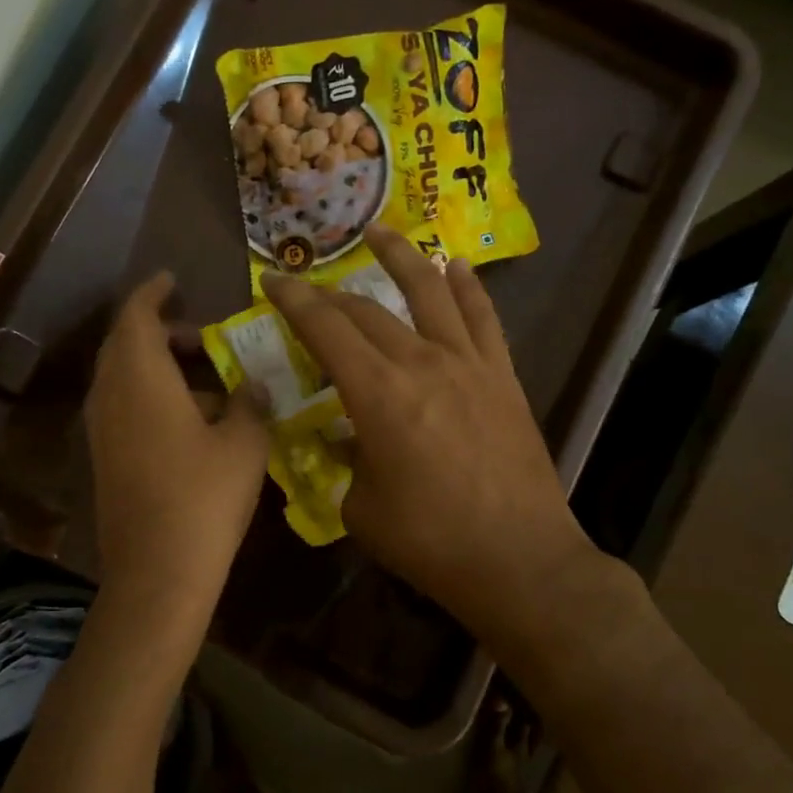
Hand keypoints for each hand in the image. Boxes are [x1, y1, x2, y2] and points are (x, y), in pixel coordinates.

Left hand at [85, 272, 269, 603]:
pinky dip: (150, 395)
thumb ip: (249, 403)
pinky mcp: (105, 458)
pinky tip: (191, 420)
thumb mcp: (244, 444)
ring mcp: (102, 430)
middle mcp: (110, 395)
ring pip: (123, 377)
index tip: (173, 280)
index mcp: (140, 378)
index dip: (154, 293)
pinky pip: (123, 407)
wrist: (158, 572)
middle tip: (202, 336)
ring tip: (206, 379)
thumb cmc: (204, 498)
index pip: (136, 315)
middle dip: (159, 330)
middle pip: (124, 344)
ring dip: (157, 366)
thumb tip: (250, 385)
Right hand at [261, 226, 614, 648]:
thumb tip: (344, 437)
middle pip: (368, 310)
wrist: (519, 559)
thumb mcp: (361, 509)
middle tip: (309, 289)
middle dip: (331, 294)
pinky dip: (467, 288)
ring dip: (401, 257)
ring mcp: (468, 364)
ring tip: (379, 232)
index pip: (325, 330)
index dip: (294, 301)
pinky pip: (483, 318)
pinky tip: (455, 267)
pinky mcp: (503, 377)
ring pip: (429, 292)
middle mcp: (421, 363)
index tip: (272, 281)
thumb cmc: (429, 541)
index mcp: (377, 395)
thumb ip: (346, 463)